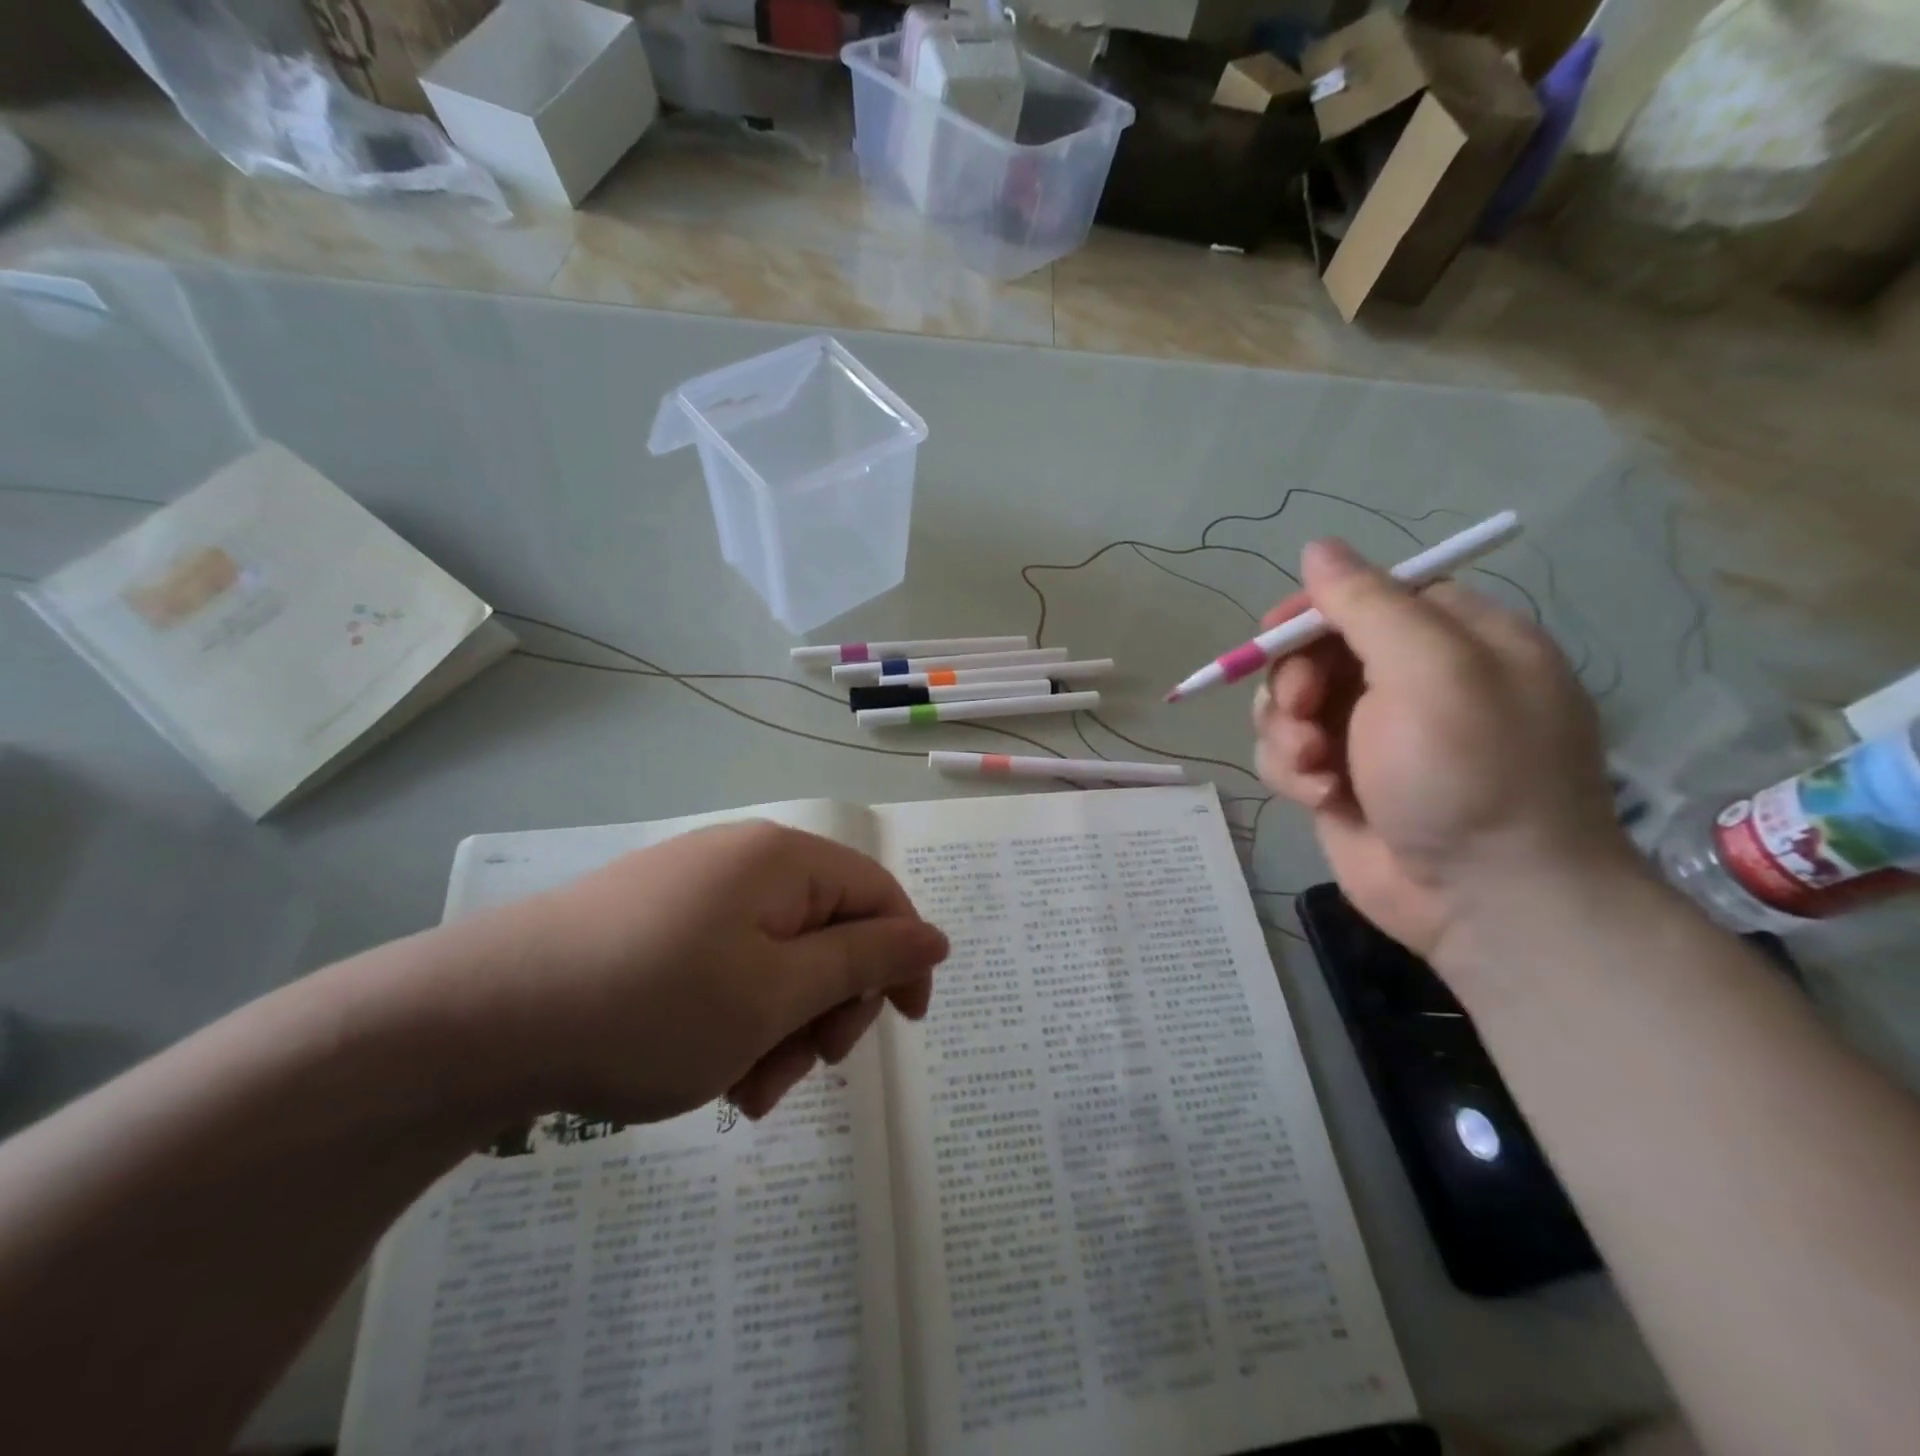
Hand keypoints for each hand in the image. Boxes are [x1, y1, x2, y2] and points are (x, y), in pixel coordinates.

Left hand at [446, 822, 947, 1123]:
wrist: (477, 1019)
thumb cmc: (651, 1006)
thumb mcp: (776, 994)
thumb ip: (863, 962)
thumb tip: (934, 937)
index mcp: (783, 861)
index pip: (878, 896)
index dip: (903, 959)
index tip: (905, 1026)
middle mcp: (745, 863)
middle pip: (828, 931)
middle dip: (830, 1008)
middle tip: (804, 1070)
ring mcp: (695, 893)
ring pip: (778, 961)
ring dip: (783, 1028)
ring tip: (746, 1091)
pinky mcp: (657, 926)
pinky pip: (729, 968)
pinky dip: (738, 1021)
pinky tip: (710, 1073)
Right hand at [1253, 538, 1634, 972]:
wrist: (1485, 899)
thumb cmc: (1470, 774)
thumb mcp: (1429, 672)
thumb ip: (1369, 605)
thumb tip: (1318, 548)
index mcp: (1452, 640)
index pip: (1368, 596)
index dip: (1316, 609)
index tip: (1277, 633)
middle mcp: (1410, 682)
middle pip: (1316, 651)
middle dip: (1295, 681)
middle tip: (1303, 712)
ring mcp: (1371, 735)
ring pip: (1289, 705)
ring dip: (1286, 731)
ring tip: (1313, 767)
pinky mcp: (1340, 781)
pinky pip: (1286, 753)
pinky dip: (1290, 771)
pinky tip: (1319, 797)